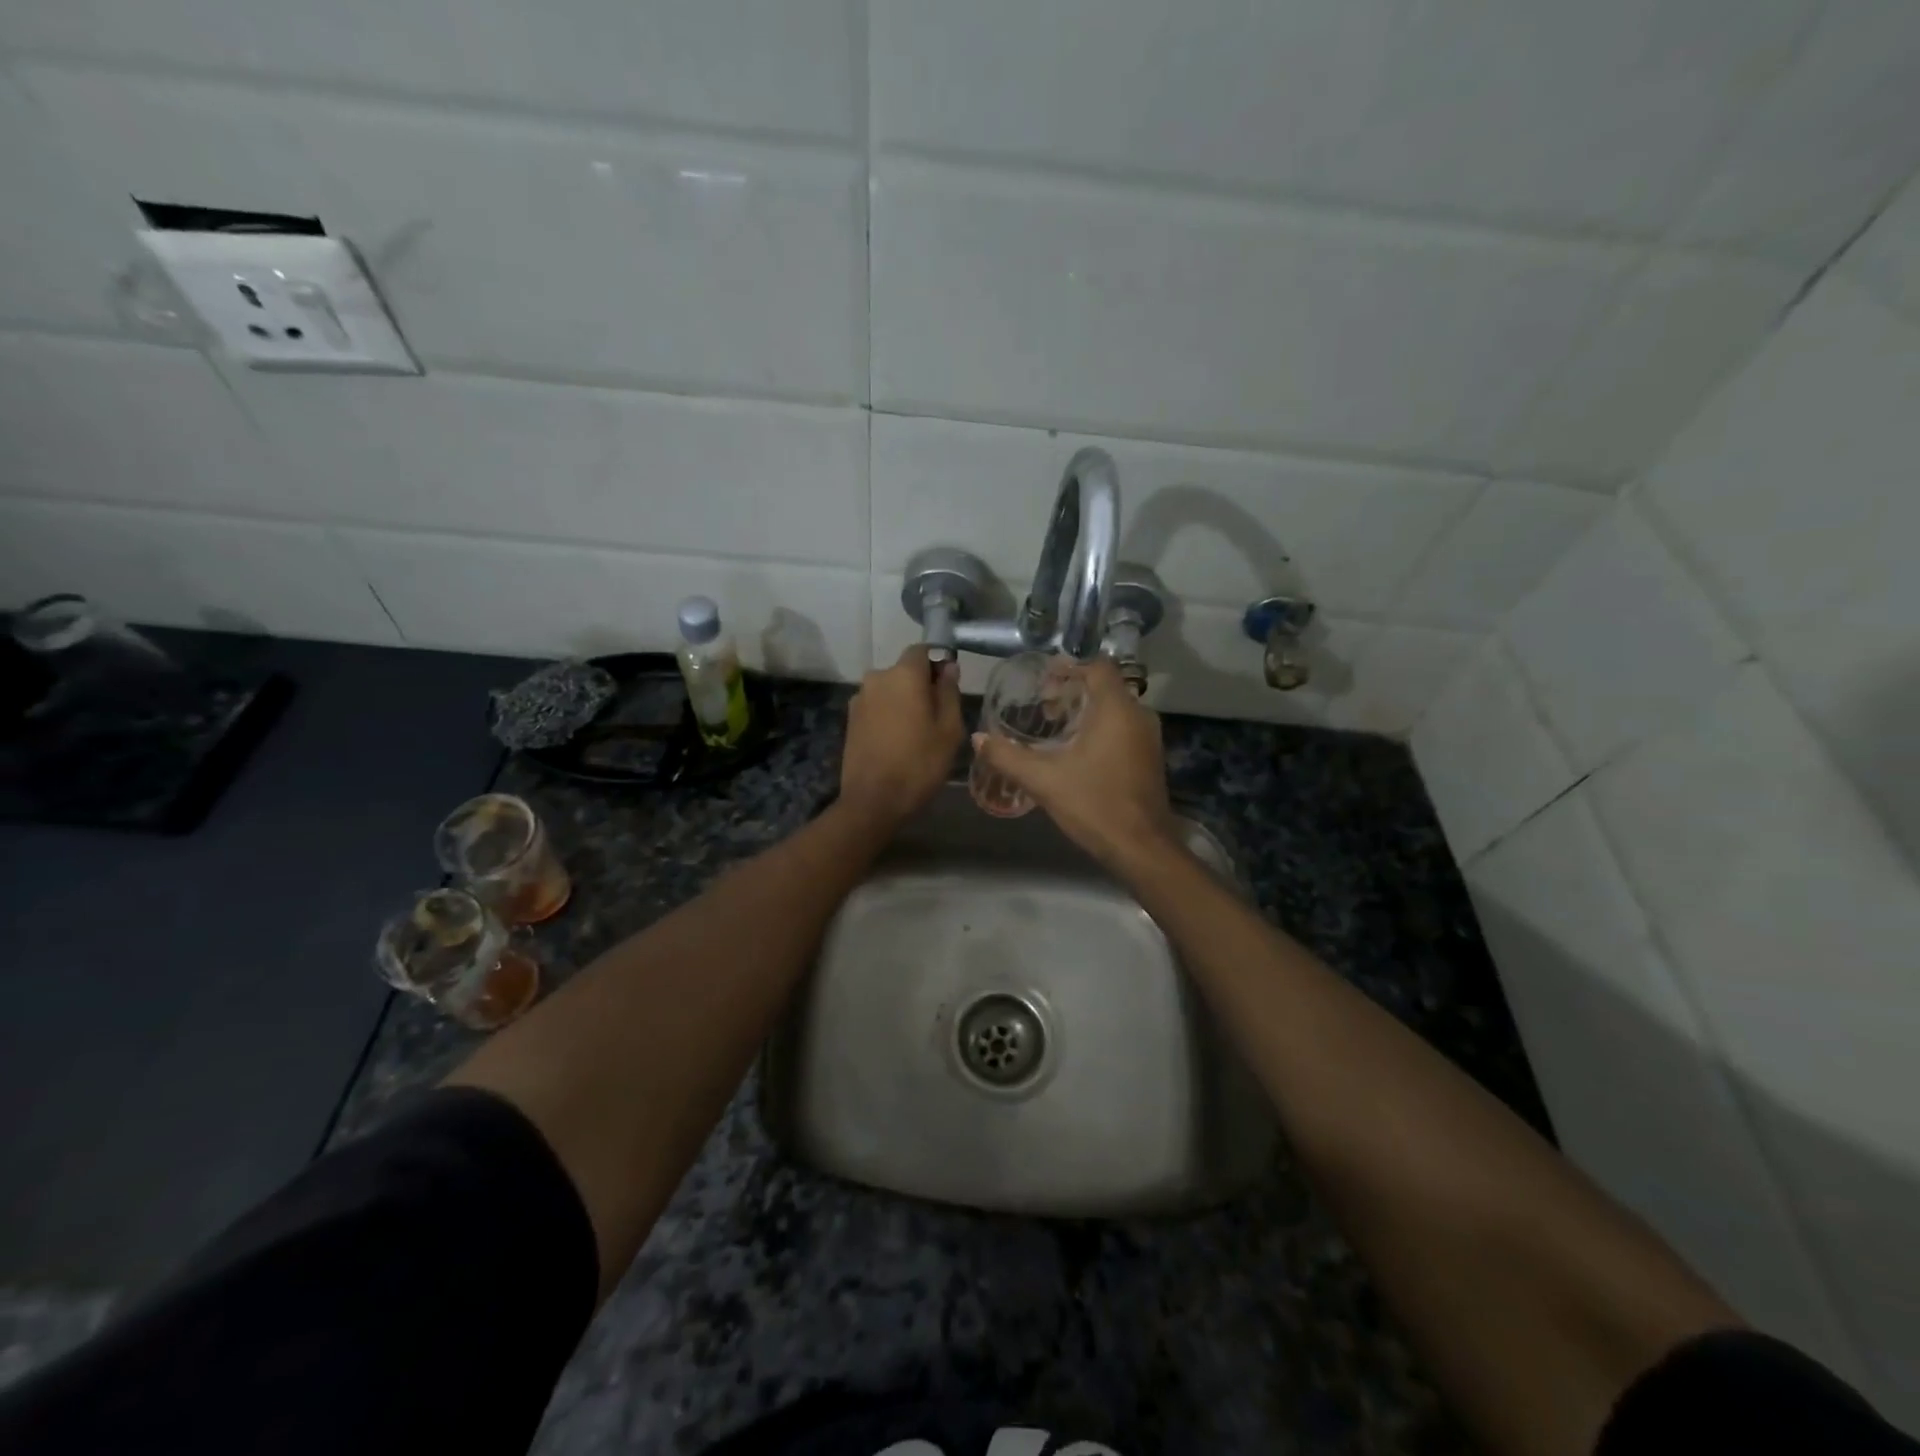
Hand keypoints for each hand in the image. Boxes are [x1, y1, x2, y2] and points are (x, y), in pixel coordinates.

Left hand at [839, 645, 964, 829]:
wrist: (873, 801)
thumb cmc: (919, 764)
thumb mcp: (949, 729)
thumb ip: (949, 692)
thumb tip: (948, 667)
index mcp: (903, 675)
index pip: (922, 650)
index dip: (938, 662)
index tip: (949, 685)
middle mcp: (876, 678)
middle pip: (904, 671)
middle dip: (921, 685)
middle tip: (938, 715)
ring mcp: (859, 699)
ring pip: (890, 690)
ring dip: (904, 701)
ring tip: (918, 732)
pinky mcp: (850, 720)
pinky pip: (877, 707)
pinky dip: (889, 715)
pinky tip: (898, 741)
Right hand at [972, 658, 1174, 870]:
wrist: (1141, 847)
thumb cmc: (1094, 804)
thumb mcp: (1044, 780)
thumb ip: (1008, 756)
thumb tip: (978, 738)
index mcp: (1116, 710)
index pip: (1097, 667)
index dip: (1070, 667)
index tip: (1043, 679)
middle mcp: (1138, 715)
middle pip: (1105, 686)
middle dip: (1073, 690)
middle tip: (1043, 705)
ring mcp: (1148, 738)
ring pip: (1115, 708)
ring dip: (1086, 710)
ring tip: (1054, 727)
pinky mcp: (1149, 758)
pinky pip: (1123, 727)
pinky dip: (1100, 727)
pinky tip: (1076, 750)